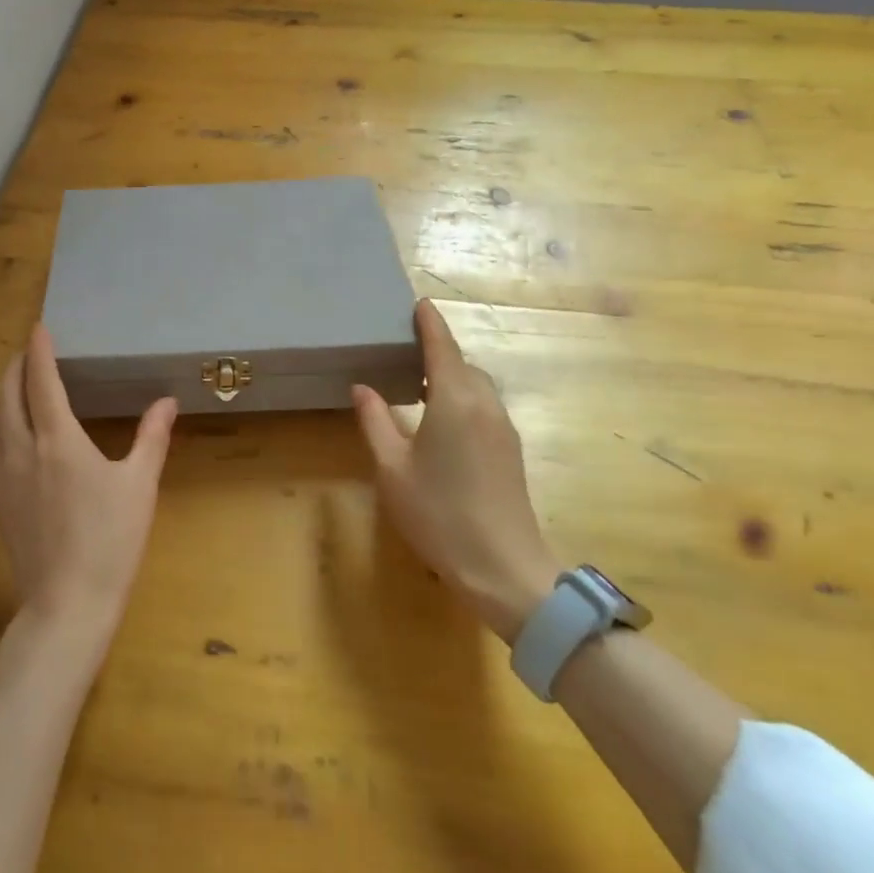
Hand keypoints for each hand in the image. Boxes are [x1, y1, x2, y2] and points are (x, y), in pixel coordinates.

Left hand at [0, 325, 177, 656]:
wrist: (66, 604)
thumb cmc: (110, 542)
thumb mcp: (139, 486)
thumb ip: (152, 438)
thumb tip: (167, 401)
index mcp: (58, 440)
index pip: (41, 381)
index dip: (39, 351)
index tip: (39, 327)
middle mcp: (21, 449)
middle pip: (7, 394)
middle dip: (16, 366)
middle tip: (29, 351)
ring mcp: (2, 476)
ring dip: (1, 392)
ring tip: (16, 383)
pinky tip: (4, 430)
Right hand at [352, 299, 561, 642]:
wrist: (503, 568)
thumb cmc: (438, 514)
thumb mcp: (392, 468)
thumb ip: (375, 421)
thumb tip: (363, 387)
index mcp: (454, 400)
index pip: (442, 347)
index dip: (430, 323)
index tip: (419, 303)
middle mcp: (484, 404)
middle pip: (462, 364)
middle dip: (438, 351)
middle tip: (405, 351)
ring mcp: (503, 428)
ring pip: (477, 386)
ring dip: (451, 376)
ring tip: (418, 385)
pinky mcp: (510, 449)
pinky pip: (484, 405)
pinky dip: (462, 397)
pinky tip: (440, 420)